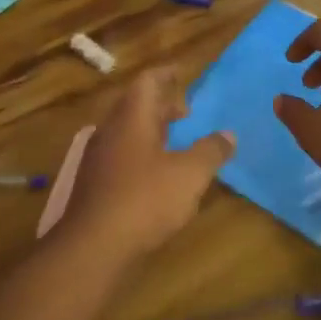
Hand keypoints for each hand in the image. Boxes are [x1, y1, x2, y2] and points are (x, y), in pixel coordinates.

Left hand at [59, 69, 233, 267]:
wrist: (92, 246)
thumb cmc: (144, 200)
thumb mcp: (189, 175)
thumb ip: (211, 151)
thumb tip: (228, 134)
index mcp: (132, 117)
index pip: (148, 81)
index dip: (167, 74)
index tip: (183, 73)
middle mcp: (110, 129)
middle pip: (135, 105)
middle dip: (161, 104)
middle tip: (186, 110)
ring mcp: (98, 157)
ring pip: (126, 131)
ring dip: (151, 130)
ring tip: (176, 140)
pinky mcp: (94, 183)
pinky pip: (120, 154)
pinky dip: (141, 152)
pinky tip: (155, 173)